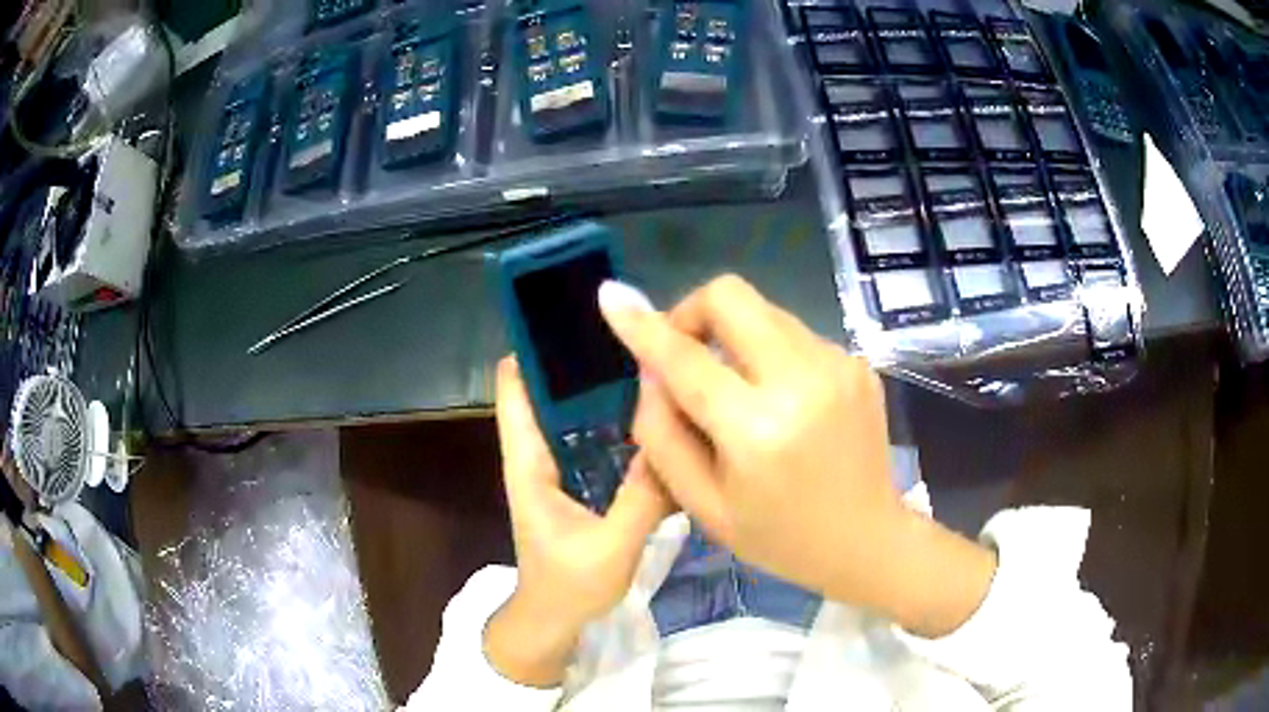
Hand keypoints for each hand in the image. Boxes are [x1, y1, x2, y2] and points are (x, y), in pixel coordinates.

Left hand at [484, 357, 671, 686]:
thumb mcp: (610, 546)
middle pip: (552, 393)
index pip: (516, 391)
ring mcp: (560, 469)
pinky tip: (654, 415)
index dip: (533, 350)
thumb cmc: (568, 586)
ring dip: (604, 392)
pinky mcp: (581, 484)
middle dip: (583, 363)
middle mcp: (540, 455)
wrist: (554, 621)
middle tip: (632, 333)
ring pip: (577, 416)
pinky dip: (617, 423)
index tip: (572, 316)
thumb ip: (642, 497)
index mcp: (529, 463)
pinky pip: (596, 441)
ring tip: (649, 362)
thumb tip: (676, 438)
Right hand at [599, 275, 996, 637]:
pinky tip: (780, 401)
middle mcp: (802, 380)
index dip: (642, 325)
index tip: (611, 296)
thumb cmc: (780, 538)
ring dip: (733, 337)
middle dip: (692, 312)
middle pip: (731, 296)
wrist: (869, 540)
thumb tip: (649, 369)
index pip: (685, 358)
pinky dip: (769, 355)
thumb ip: (662, 434)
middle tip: (684, 353)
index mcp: (758, 430)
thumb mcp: (703, 505)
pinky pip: (793, 334)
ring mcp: (837, 363)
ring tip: (737, 390)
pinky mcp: (855, 361)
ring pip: (762, 311)